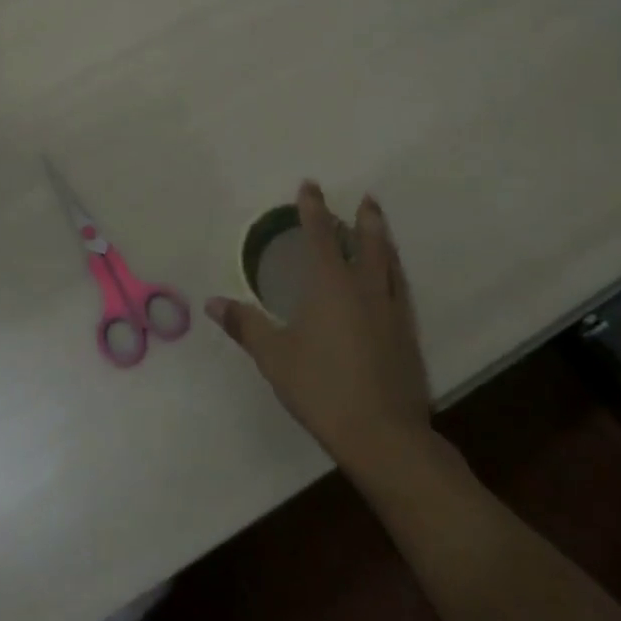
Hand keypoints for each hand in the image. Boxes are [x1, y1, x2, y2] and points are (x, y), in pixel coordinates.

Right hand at [206, 183, 434, 481]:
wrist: (384, 434)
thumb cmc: (321, 388)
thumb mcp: (274, 357)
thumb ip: (245, 325)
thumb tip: (212, 302)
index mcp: (330, 286)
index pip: (320, 236)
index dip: (313, 209)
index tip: (310, 186)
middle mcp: (364, 289)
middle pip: (367, 243)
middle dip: (364, 219)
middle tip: (366, 198)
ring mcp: (391, 312)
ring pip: (389, 264)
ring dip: (384, 241)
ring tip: (381, 227)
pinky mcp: (408, 336)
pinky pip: (400, 290)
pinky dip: (394, 273)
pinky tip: (393, 282)